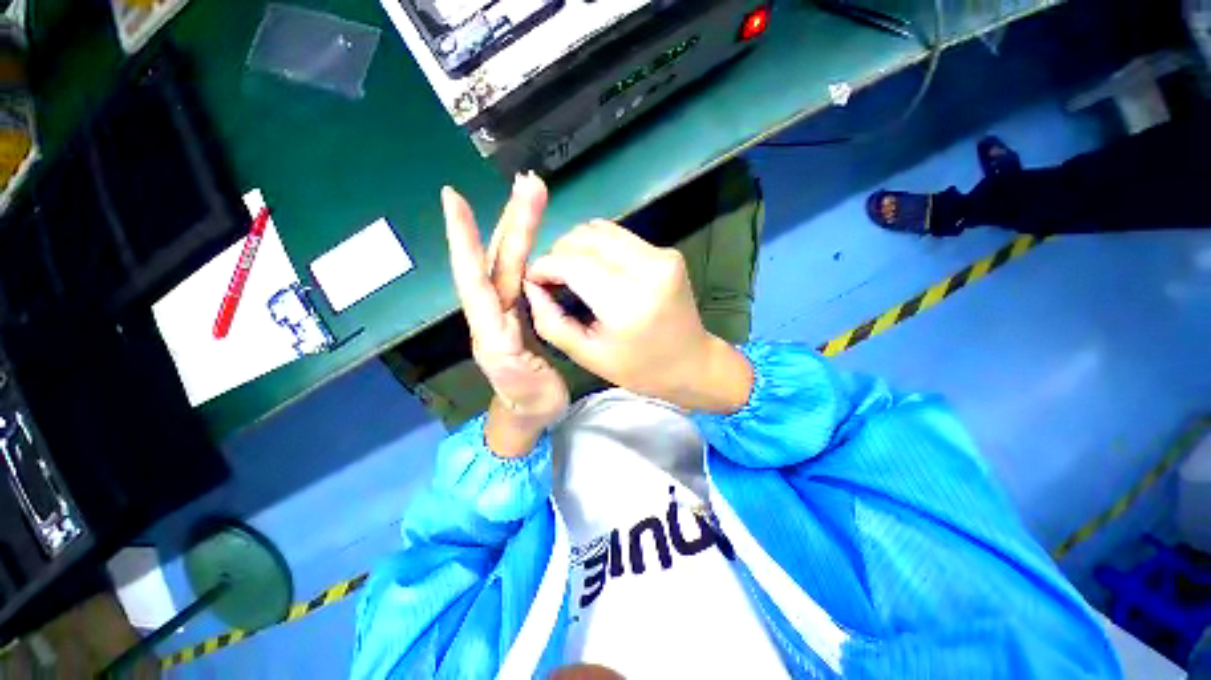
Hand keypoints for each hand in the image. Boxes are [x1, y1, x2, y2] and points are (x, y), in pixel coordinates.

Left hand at [442, 174, 568, 456]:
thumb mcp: (522, 384)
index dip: (463, 239)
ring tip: (535, 196)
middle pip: (498, 259)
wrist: (531, 411)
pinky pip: (521, 274)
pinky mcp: (522, 310)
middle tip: (530, 184)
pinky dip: (526, 249)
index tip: (452, 198)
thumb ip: (511, 354)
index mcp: (490, 329)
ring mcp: (508, 309)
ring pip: (511, 261)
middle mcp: (494, 311)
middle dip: (512, 220)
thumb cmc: (529, 401)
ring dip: (521, 227)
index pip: (473, 277)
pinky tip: (534, 234)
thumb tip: (510, 317)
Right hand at [523, 221, 752, 413]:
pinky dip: (598, 247)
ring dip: (577, 246)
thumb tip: (531, 285)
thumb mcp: (588, 355)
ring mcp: (662, 255)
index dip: (544, 266)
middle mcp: (648, 268)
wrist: (692, 363)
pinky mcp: (667, 252)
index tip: (533, 280)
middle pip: (585, 237)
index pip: (572, 263)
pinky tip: (596, 269)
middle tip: (552, 279)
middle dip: (558, 253)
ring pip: (601, 229)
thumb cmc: (639, 369)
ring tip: (571, 273)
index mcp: (627, 302)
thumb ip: (551, 321)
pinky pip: (619, 236)